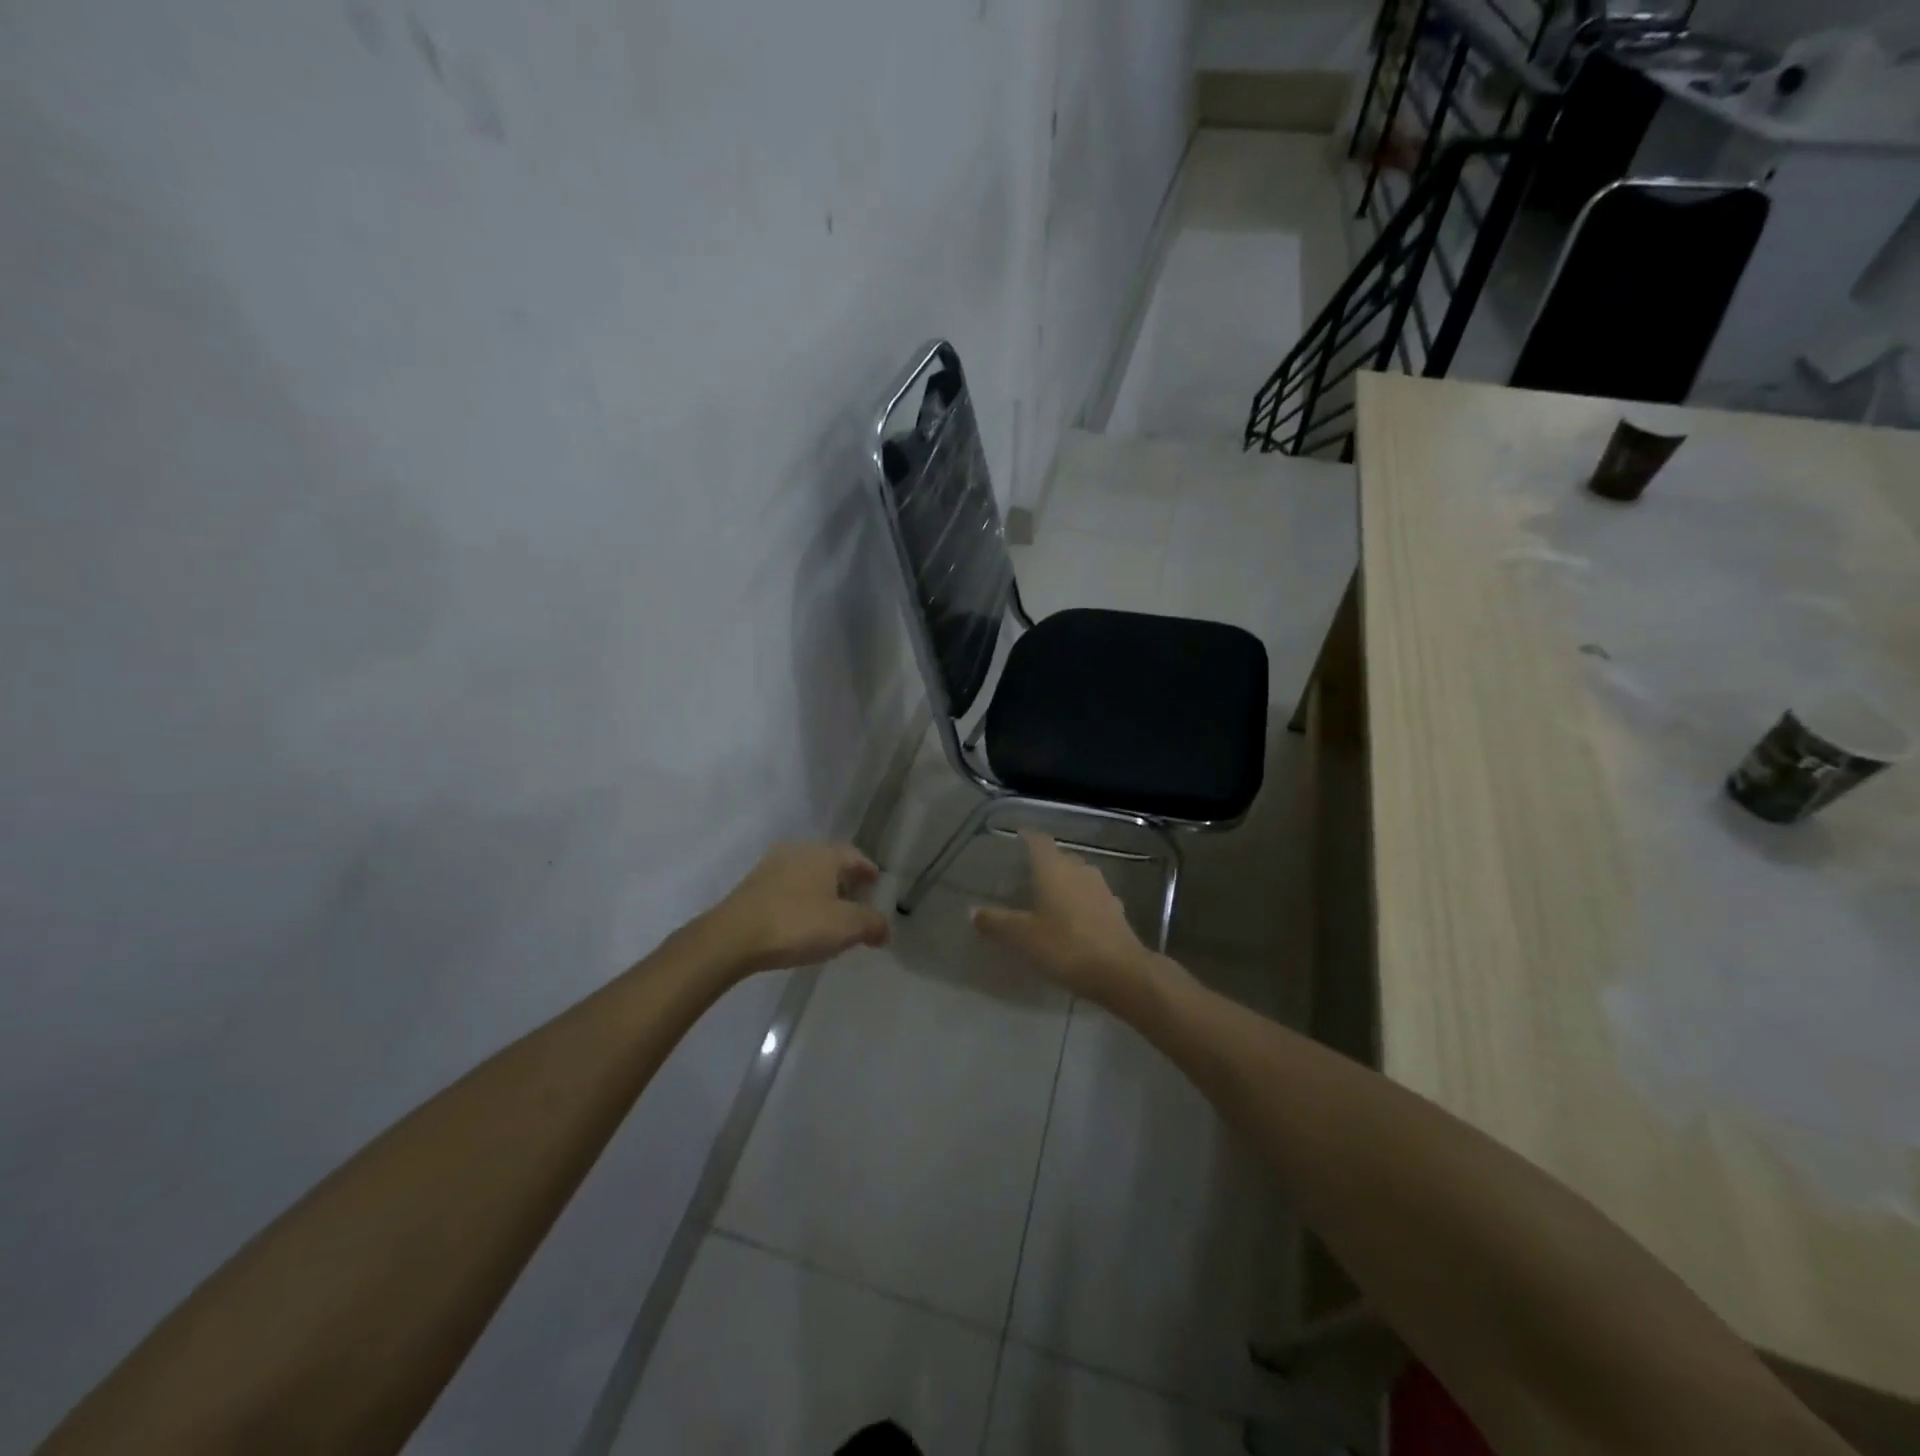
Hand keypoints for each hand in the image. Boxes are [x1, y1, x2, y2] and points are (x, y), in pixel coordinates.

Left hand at [699, 842, 889, 975]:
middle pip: (830, 861)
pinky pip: (786, 886)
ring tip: (828, 911)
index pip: (855, 856)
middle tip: (856, 898)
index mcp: (825, 854)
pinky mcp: (752, 885)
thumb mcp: (845, 927)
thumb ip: (871, 924)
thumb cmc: (796, 925)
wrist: (732, 937)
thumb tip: (885, 928)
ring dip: (820, 888)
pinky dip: (799, 898)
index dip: (868, 870)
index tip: (876, 882)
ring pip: (806, 873)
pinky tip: (800, 919)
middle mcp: (799, 851)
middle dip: (844, 878)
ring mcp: (772, 866)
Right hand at [972, 832, 1170, 1007]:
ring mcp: (1101, 888)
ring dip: (1063, 884)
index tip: (1015, 840)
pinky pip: (1091, 897)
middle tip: (1024, 877)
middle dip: (1043, 864)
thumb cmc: (1066, 946)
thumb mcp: (1024, 937)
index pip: (1039, 841)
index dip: (1027, 838)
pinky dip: (1079, 903)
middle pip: (1059, 857)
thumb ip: (997, 922)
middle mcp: (1079, 869)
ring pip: (1077, 876)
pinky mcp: (1115, 908)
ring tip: (1047, 899)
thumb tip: (973, 912)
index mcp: (1054, 868)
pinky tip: (1072, 920)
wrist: (1121, 972)